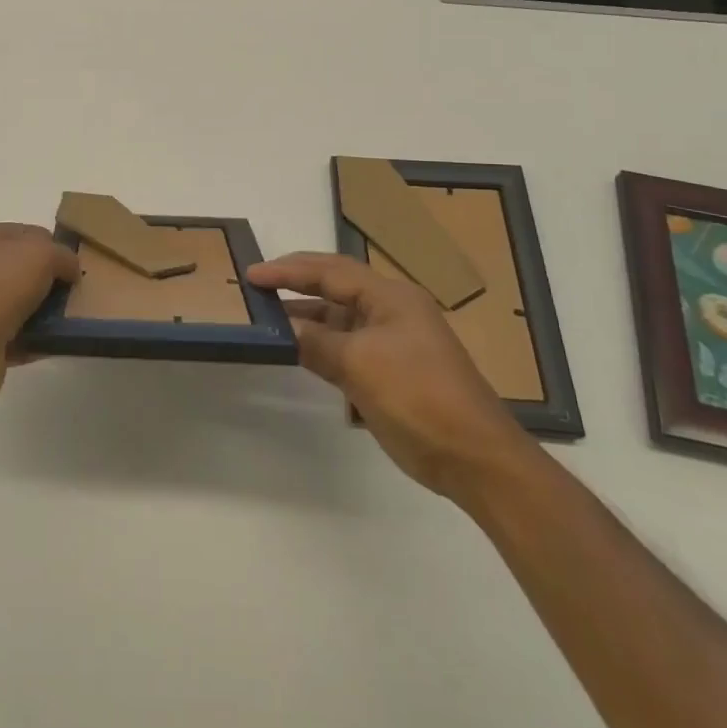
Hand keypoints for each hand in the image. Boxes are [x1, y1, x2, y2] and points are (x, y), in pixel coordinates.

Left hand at [0, 224, 77, 413]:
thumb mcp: (39, 254)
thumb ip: (62, 255)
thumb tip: (70, 271)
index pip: (28, 233)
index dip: (54, 246)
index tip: (76, 267)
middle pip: (26, 269)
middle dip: (53, 280)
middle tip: (78, 294)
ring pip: (24, 303)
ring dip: (49, 312)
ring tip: (75, 320)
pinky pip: (21, 336)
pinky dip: (40, 340)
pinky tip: (62, 343)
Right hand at [248, 252, 539, 502]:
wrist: (474, 457)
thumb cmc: (418, 397)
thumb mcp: (360, 365)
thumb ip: (316, 343)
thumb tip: (283, 331)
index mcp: (391, 297)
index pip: (330, 271)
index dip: (288, 270)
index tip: (252, 274)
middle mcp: (391, 311)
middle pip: (334, 288)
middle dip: (295, 286)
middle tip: (255, 288)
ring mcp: (391, 342)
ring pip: (338, 320)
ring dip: (305, 319)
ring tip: (265, 318)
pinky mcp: (389, 371)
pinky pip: (345, 348)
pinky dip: (319, 346)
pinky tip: (295, 350)